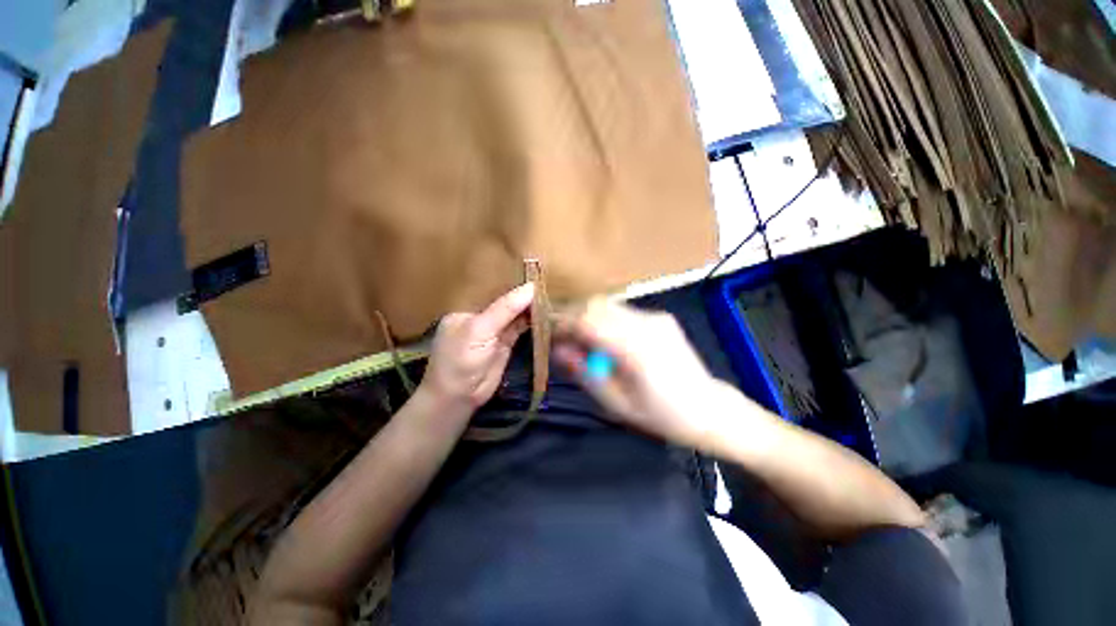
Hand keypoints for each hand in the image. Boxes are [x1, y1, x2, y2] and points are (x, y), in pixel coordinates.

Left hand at [419, 283, 534, 416]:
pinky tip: (545, 311)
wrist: (460, 397)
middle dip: (522, 294)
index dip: (510, 282)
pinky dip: (532, 321)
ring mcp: (494, 331)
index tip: (533, 272)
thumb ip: (505, 309)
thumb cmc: (462, 359)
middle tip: (547, 281)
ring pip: (514, 315)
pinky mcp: (506, 344)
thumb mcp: (480, 330)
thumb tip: (531, 288)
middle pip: (505, 302)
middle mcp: (481, 317)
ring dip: (530, 307)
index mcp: (467, 309)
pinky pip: (520, 328)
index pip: (491, 290)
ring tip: (550, 293)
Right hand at [554, 299, 727, 448]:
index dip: (563, 323)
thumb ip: (585, 373)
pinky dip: (605, 319)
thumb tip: (558, 350)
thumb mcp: (616, 403)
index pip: (588, 320)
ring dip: (588, 316)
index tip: (549, 334)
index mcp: (635, 349)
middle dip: (572, 316)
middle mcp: (645, 324)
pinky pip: (622, 310)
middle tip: (562, 337)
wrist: (708, 408)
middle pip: (596, 305)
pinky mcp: (660, 317)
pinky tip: (606, 338)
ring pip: (608, 304)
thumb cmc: (661, 415)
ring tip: (581, 338)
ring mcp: (655, 317)